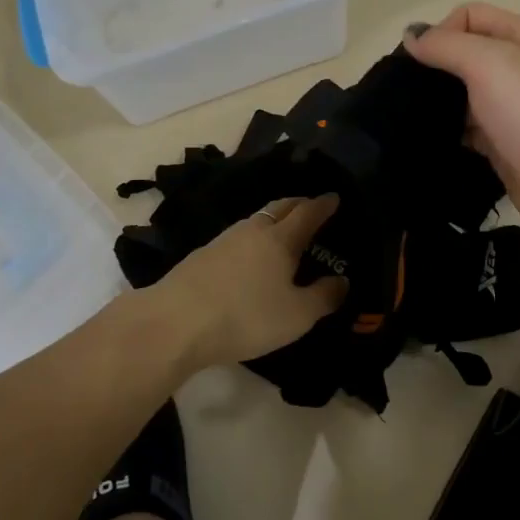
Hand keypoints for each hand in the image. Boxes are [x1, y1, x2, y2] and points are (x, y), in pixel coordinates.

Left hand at [150, 195, 348, 372]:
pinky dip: (252, 239)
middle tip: (310, 208)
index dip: (323, 205)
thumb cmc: (246, 316)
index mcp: (281, 239)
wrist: (176, 322)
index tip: (334, 198)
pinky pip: (237, 237)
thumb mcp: (296, 316)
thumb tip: (342, 281)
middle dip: (298, 204)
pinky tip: (249, 256)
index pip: (308, 212)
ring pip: (256, 221)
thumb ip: (324, 297)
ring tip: (282, 232)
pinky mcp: (202, 255)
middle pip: (279, 208)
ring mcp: (223, 240)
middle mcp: (253, 230)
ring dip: (273, 220)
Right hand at [406, 3, 519, 256]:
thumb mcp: (488, 62)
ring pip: (461, 94)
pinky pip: (465, 129)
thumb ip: (445, 44)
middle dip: (432, 68)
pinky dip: (446, 132)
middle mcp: (518, 67)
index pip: (468, 16)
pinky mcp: (502, 143)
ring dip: (436, 102)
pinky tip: (427, 141)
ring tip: (407, 118)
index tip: (419, 64)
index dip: (440, 32)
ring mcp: (511, 108)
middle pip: (463, 54)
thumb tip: (411, 35)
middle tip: (403, 92)